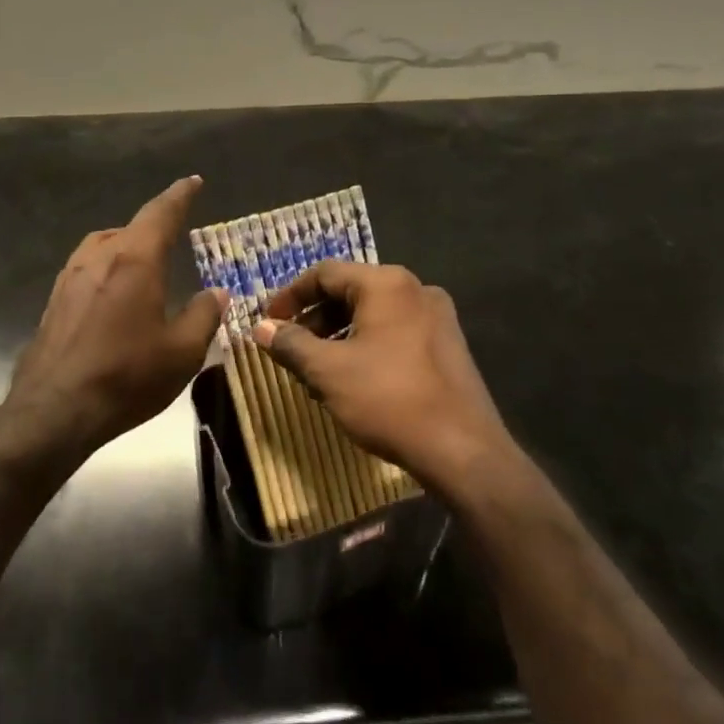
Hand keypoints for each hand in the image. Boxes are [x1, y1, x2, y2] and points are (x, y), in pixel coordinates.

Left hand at [8, 176, 225, 450]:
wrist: (54, 410)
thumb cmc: (126, 377)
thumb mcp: (182, 352)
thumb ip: (204, 315)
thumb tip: (217, 293)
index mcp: (135, 260)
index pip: (161, 213)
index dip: (180, 195)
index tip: (193, 181)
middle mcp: (99, 257)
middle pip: (131, 227)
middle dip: (155, 225)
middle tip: (175, 233)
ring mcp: (70, 277)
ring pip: (104, 245)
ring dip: (127, 244)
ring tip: (145, 261)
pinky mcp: (54, 300)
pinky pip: (87, 267)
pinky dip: (107, 267)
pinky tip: (113, 293)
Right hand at [255, 262, 512, 494]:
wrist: (463, 450)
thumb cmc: (389, 399)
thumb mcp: (328, 371)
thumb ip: (290, 344)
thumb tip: (260, 329)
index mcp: (386, 283)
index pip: (325, 273)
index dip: (290, 296)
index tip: (267, 323)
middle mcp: (415, 289)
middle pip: (351, 291)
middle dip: (314, 318)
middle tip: (289, 348)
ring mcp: (437, 316)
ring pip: (373, 314)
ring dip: (338, 334)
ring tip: (316, 368)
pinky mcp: (448, 344)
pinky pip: (395, 331)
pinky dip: (366, 344)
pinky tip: (352, 378)